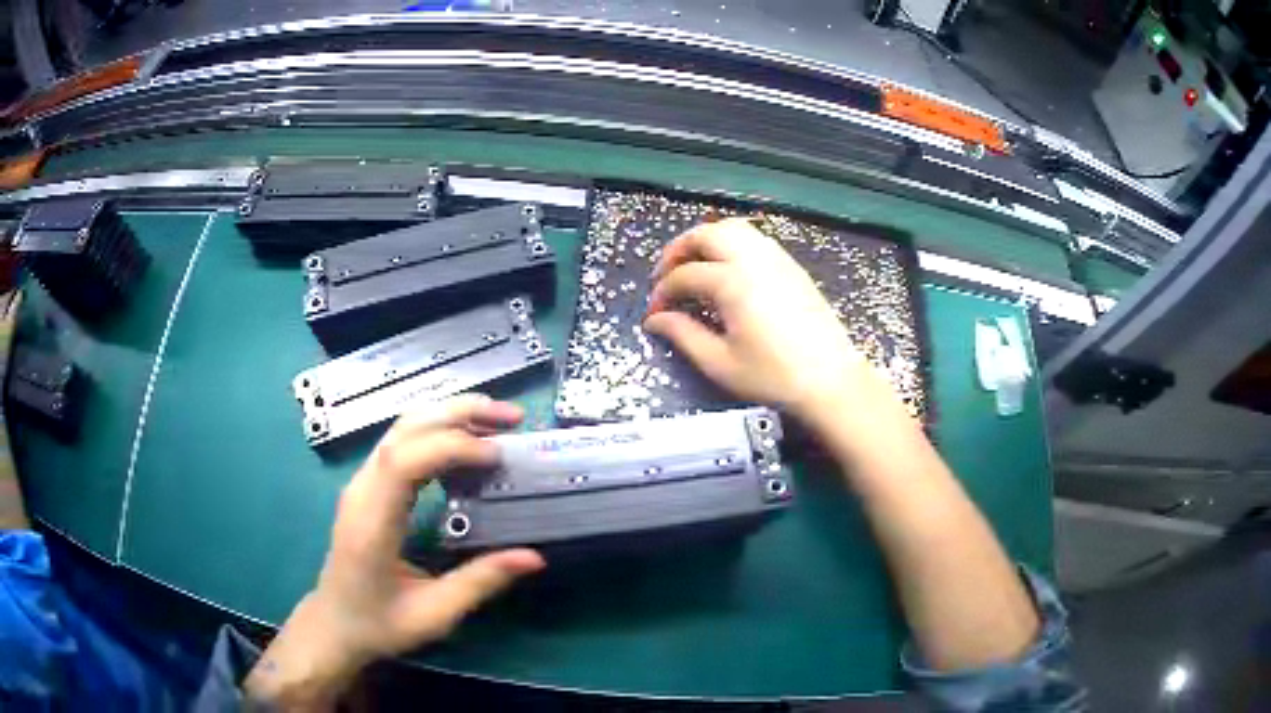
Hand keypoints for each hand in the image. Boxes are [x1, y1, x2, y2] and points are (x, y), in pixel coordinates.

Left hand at [245, 395, 545, 708]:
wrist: (335, 624)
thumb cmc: (379, 624)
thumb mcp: (434, 614)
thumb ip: (480, 582)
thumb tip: (535, 556)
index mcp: (372, 522)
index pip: (404, 460)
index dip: (452, 446)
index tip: (497, 456)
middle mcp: (362, 490)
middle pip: (404, 429)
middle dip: (458, 412)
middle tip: (512, 417)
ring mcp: (361, 483)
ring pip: (402, 428)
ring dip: (449, 415)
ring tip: (496, 420)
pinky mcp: (368, 486)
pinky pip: (402, 443)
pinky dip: (437, 430)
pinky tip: (466, 442)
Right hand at [643, 218, 900, 427]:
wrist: (831, 381)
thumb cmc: (773, 376)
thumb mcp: (720, 363)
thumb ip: (683, 335)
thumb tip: (656, 320)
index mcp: (732, 282)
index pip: (684, 276)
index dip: (662, 293)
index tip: (654, 313)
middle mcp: (753, 259)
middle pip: (706, 234)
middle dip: (678, 250)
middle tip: (666, 276)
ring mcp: (777, 259)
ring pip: (733, 229)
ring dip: (706, 241)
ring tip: (694, 267)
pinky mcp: (792, 267)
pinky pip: (755, 240)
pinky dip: (732, 245)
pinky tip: (728, 271)